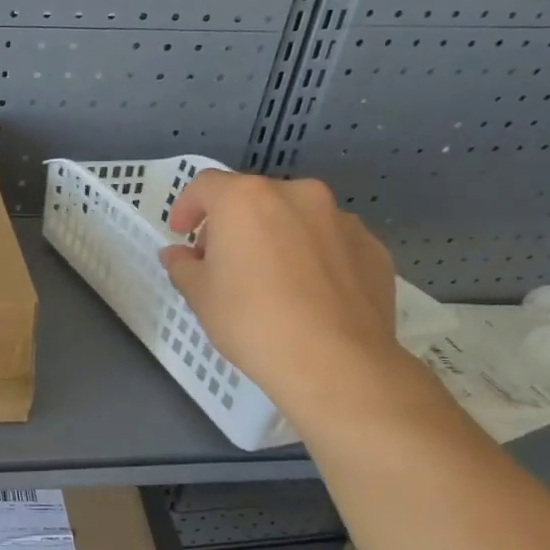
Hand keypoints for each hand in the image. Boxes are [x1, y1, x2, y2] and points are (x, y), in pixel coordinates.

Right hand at [158, 172, 401, 420]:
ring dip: (276, 236)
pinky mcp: (372, 248)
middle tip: (223, 262)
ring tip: (271, 279)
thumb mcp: (200, 295)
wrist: (337, 363)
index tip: (181, 233)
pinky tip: (309, 294)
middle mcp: (296, 195)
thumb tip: (177, 255)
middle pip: (253, 198)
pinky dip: (313, 256)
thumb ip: (183, 266)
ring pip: (295, 218)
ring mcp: (341, 220)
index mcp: (246, 199)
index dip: (187, 206)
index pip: (205, 185)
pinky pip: (330, 242)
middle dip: (233, 224)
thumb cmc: (252, 321)